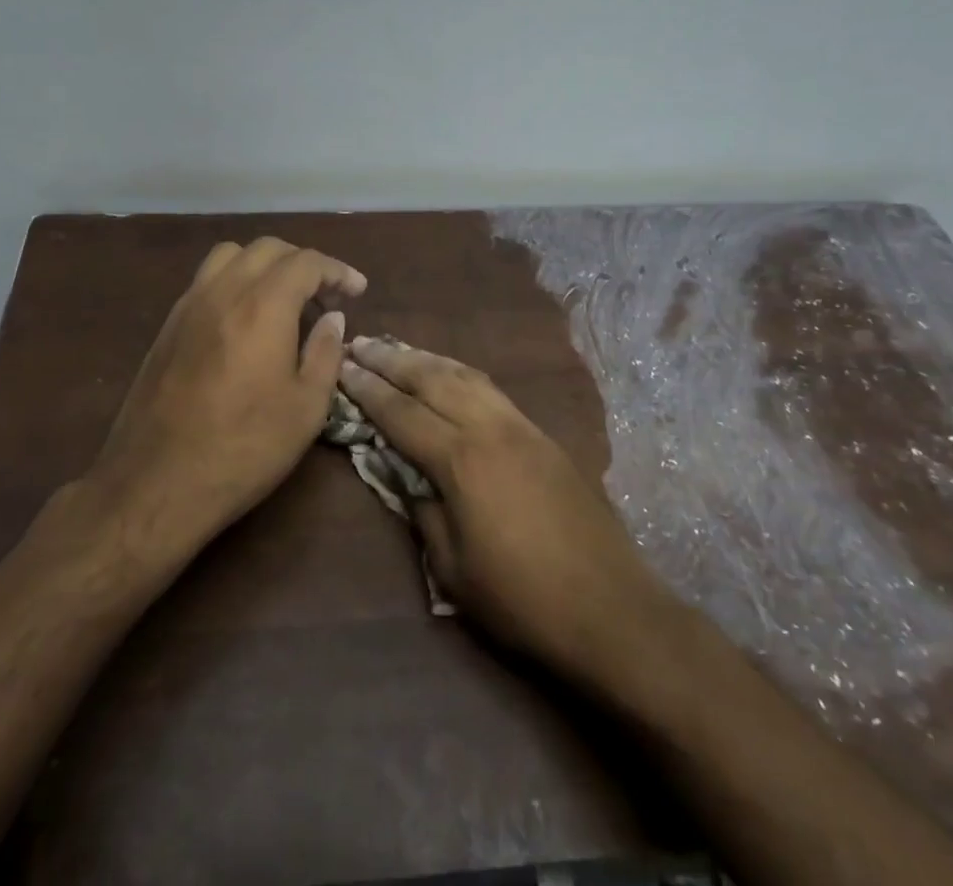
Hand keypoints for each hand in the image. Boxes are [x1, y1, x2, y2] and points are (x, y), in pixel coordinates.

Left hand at [86, 237, 366, 554]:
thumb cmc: (243, 448)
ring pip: (231, 255)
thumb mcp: (306, 409)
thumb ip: (325, 353)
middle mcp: (223, 291)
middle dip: (303, 263)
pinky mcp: (168, 325)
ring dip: (264, 264)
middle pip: (268, 249)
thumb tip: (333, 318)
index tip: (357, 289)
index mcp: (262, 306)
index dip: (337, 270)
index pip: (306, 262)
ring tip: (282, 299)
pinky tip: (244, 319)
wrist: (156, 482)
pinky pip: (206, 279)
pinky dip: (234, 280)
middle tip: (324, 297)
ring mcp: (189, 304)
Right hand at [338, 336, 670, 689]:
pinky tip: (449, 374)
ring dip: (426, 358)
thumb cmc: (522, 599)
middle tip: (360, 344)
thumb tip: (402, 474)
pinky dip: (459, 373)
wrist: (611, 607)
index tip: (341, 367)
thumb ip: (422, 510)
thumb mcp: (454, 567)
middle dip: (391, 359)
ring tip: (397, 348)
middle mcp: (490, 428)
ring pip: (464, 375)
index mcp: (461, 460)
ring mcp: (521, 426)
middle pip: (431, 379)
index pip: (401, 413)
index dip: (367, 390)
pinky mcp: (542, 434)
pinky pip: (490, 388)